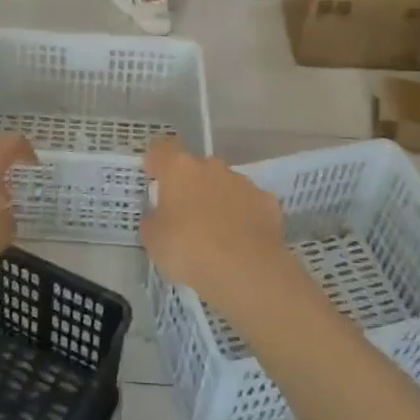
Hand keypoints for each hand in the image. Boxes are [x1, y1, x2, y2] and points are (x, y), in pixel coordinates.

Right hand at [140, 136, 287, 312]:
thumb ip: (153, 222)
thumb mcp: (154, 241)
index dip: (156, 161)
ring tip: (215, 230)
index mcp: (179, 169)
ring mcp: (242, 182)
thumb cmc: (189, 249)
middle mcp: (211, 167)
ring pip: (224, 183)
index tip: (153, 175)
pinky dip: (243, 214)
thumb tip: (157, 217)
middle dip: (190, 184)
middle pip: (195, 167)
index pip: (162, 150)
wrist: (245, 270)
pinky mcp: (267, 201)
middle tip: (184, 213)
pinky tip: (241, 238)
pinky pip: (248, 202)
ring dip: (217, 198)